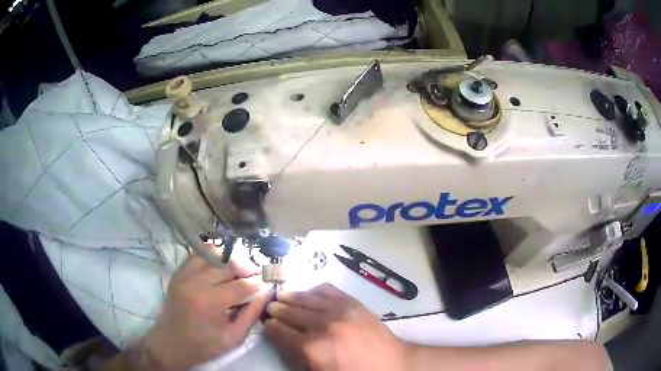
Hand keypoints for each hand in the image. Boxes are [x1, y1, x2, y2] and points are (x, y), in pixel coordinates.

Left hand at [128, 255, 270, 370]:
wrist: (169, 344)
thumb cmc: (202, 346)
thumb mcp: (232, 338)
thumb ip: (250, 315)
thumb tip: (265, 294)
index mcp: (208, 303)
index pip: (241, 285)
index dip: (258, 283)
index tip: (268, 283)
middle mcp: (194, 283)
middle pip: (227, 264)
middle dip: (247, 268)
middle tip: (257, 275)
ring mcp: (184, 274)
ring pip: (213, 254)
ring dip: (231, 259)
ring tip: (240, 270)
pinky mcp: (179, 272)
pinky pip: (199, 254)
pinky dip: (214, 256)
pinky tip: (222, 266)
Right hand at [264, 283, 408, 370]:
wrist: (391, 363)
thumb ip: (297, 357)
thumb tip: (281, 339)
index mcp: (312, 347)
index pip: (281, 332)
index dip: (271, 327)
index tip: (267, 323)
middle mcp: (322, 325)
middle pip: (292, 312)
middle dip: (278, 309)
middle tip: (270, 307)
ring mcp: (339, 311)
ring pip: (307, 299)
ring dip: (292, 297)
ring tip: (282, 295)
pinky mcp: (353, 302)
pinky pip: (328, 290)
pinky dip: (314, 290)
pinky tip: (309, 293)